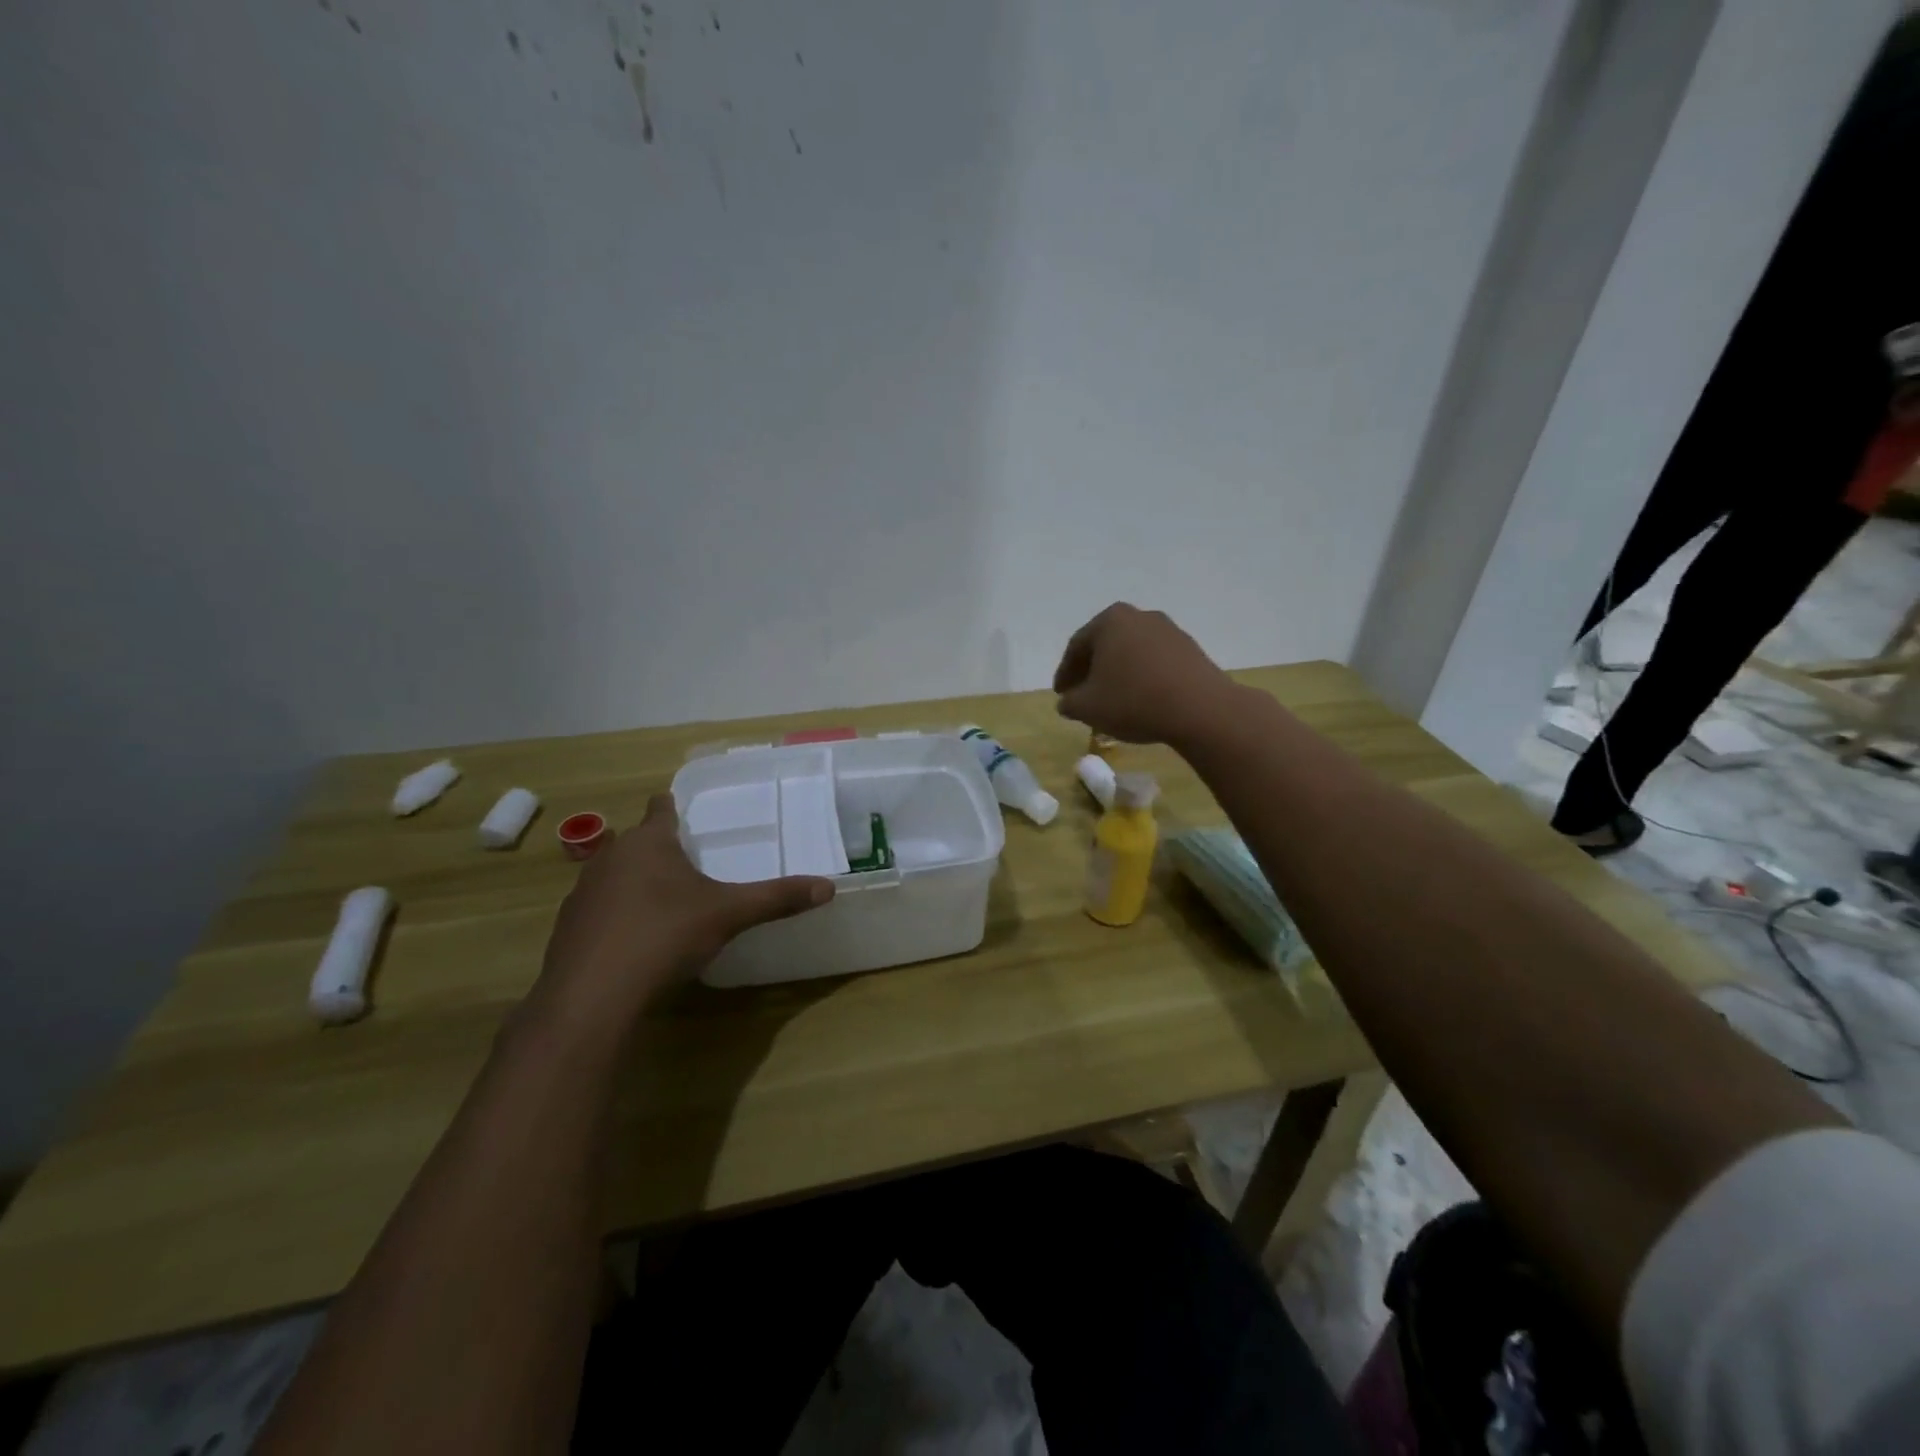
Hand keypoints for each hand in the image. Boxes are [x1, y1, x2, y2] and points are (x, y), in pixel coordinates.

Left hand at [534, 795, 833, 1024]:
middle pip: (636, 842)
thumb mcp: (729, 914)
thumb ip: (777, 898)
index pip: (661, 809)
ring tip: (664, 901)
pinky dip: (617, 915)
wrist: (591, 996)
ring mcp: (583, 892)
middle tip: (689, 864)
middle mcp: (610, 857)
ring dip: (635, 881)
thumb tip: (828, 887)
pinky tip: (635, 939)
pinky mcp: (567, 928)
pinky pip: (599, 909)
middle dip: (659, 849)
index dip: (673, 808)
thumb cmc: (664, 936)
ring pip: (614, 874)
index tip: (686, 814)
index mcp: (648, 843)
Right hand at [1053, 603, 1238, 746]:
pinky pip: (1155, 661)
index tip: (1061, 694)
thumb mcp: (1087, 707)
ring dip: (1118, 673)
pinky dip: (1142, 677)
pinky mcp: (1190, 649)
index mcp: (1110, 621)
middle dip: (1091, 670)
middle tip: (1082, 694)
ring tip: (1112, 699)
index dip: (1065, 673)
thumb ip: (1069, 702)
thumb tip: (1068, 701)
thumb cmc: (1133, 701)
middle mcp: (1139, 616)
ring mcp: (1169, 630)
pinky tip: (1141, 699)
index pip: (1077, 646)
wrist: (1199, 709)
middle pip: (1105, 644)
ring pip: (1132, 652)